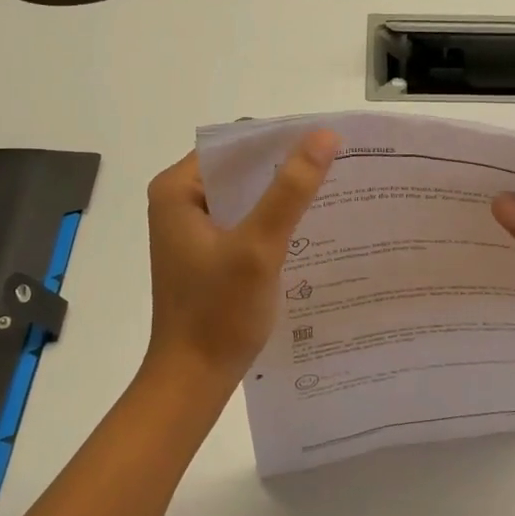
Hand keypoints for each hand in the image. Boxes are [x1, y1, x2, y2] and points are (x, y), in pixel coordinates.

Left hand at [144, 129, 338, 395]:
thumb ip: (291, 189)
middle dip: (285, 164)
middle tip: (337, 162)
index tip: (325, 141)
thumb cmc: (219, 312)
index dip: (279, 138)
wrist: (193, 380)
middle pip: (240, 167)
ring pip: (245, 193)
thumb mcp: (259, 246)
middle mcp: (179, 200)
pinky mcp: (206, 251)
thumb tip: (324, 135)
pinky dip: (273, 217)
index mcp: (177, 189)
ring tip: (332, 186)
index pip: (233, 144)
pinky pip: (244, 218)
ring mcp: (191, 227)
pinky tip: (310, 222)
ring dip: (282, 192)